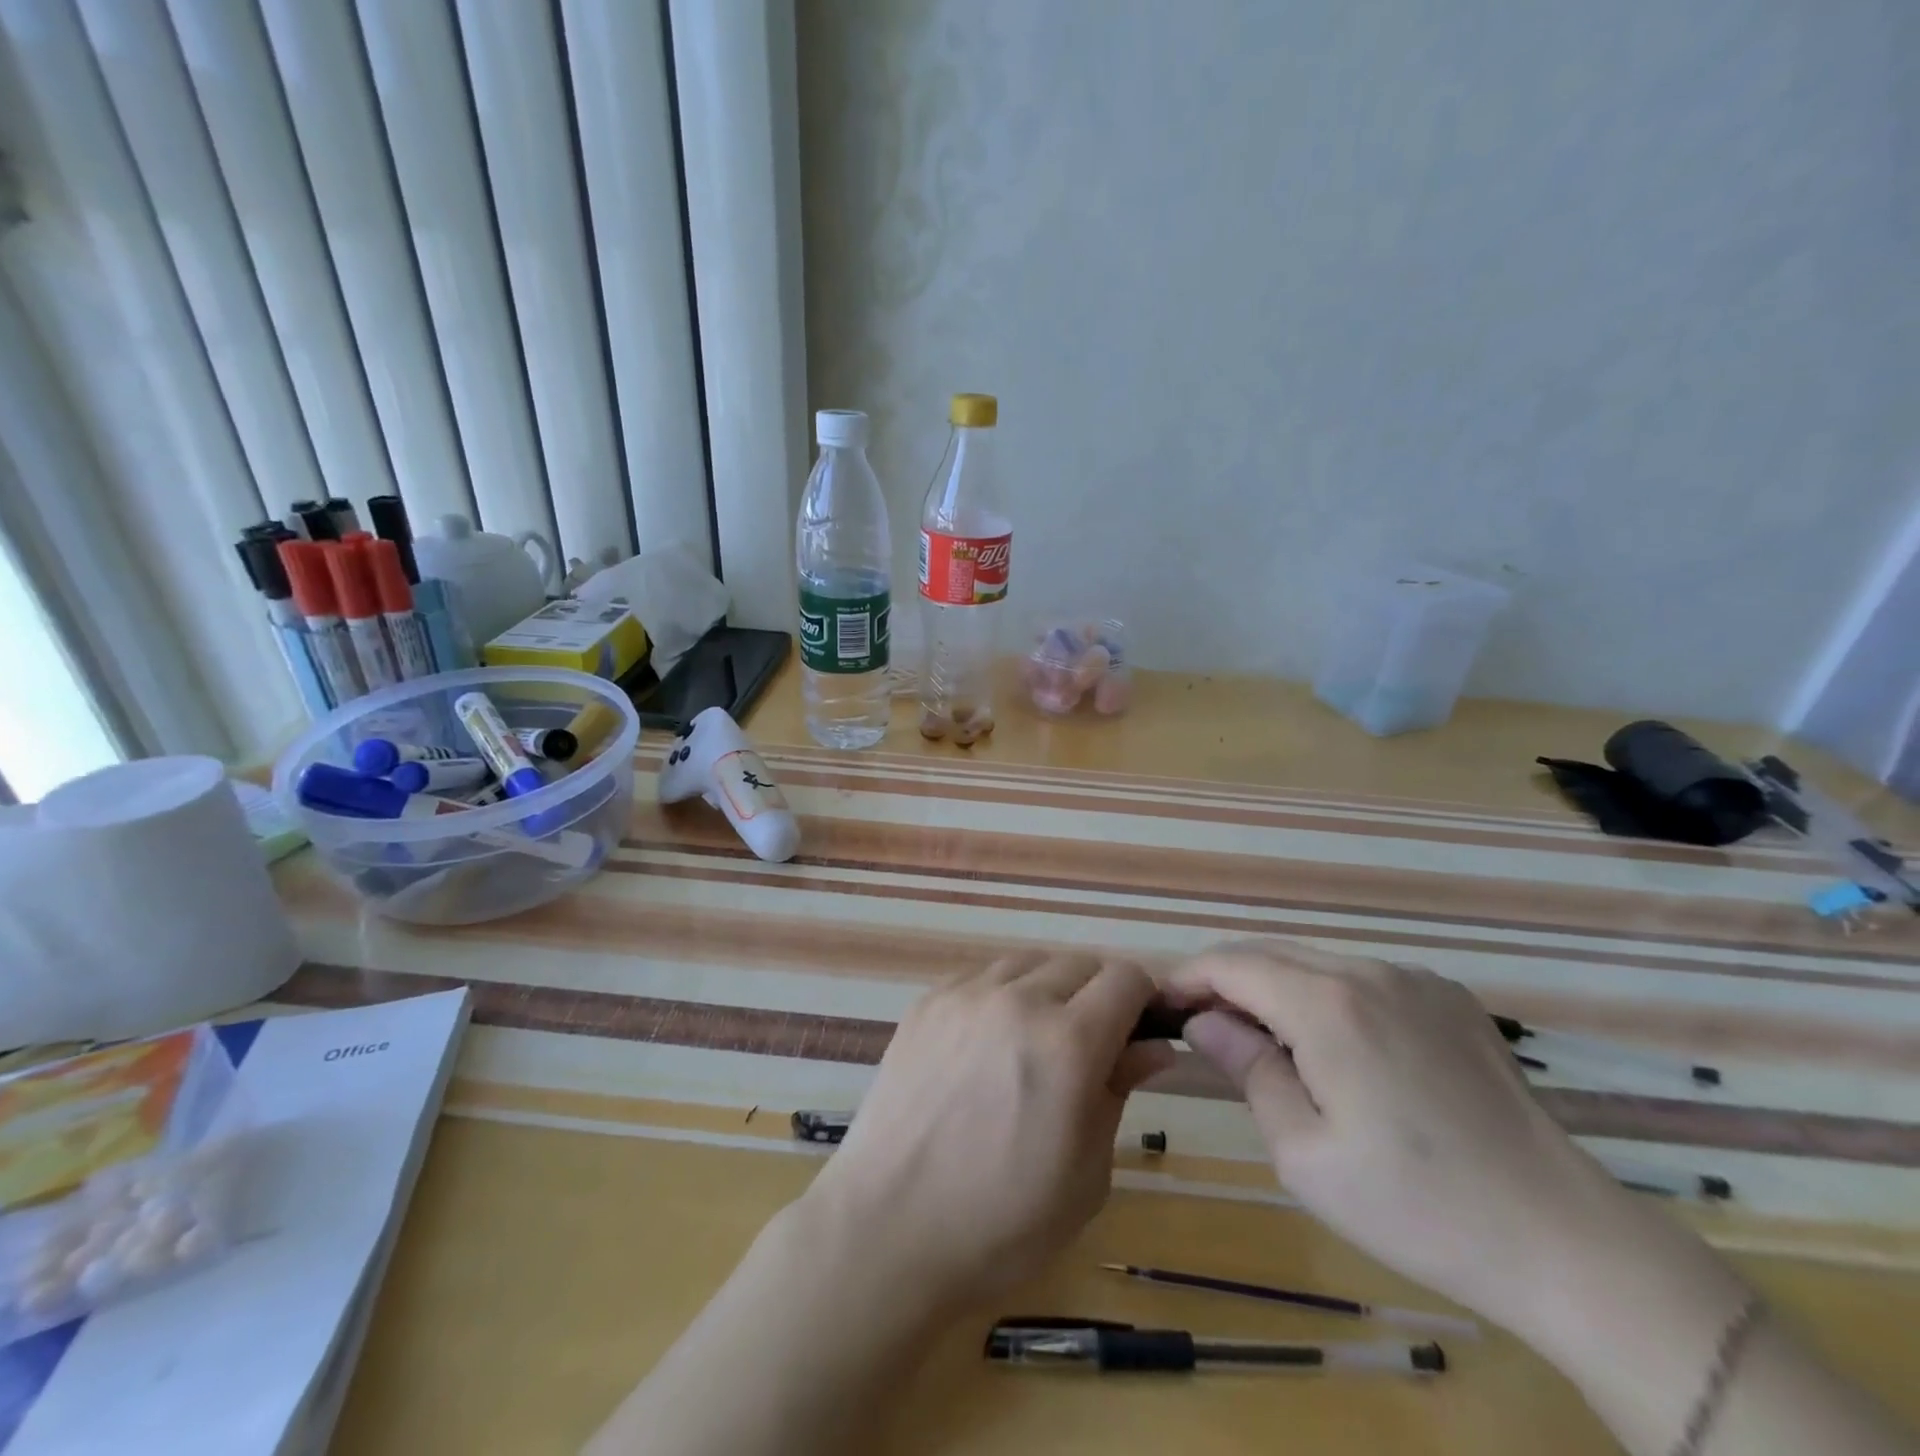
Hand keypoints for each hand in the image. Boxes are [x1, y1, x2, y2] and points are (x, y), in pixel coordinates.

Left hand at [805, 951, 1173, 1313]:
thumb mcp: (1085, 1174)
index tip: (1136, 1035)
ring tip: (1035, 1041)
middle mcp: (1018, 1000)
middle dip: (1097, 995)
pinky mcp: (927, 1002)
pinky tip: (988, 1042)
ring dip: (1048, 989)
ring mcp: (966, 995)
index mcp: (1069, 1043)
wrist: (888, 1227)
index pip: (1126, 979)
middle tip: (1088, 1048)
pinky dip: (1001, 995)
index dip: (1142, 1002)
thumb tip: (1153, 1047)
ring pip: (1029, 962)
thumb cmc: (1001, 1222)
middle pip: (1080, 963)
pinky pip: (981, 976)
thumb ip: (1119, 1093)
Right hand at [1163, 939, 1732, 1340]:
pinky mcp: (1448, 997)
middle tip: (1202, 1025)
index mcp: (1326, 1004)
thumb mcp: (1304, 1152)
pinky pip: (1361, 977)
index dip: (1187, 977)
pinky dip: (1324, 995)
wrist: (1563, 1239)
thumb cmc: (1415, 1206)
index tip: (1162, 1006)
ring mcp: (1414, 979)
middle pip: (1269, 952)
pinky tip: (1334, 1047)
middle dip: (1225, 979)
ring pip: (1315, 961)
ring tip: (1262, 1040)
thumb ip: (1247, 1068)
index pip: (1231, 963)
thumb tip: (1204, 1020)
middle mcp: (1367, 970)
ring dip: (1274, 987)